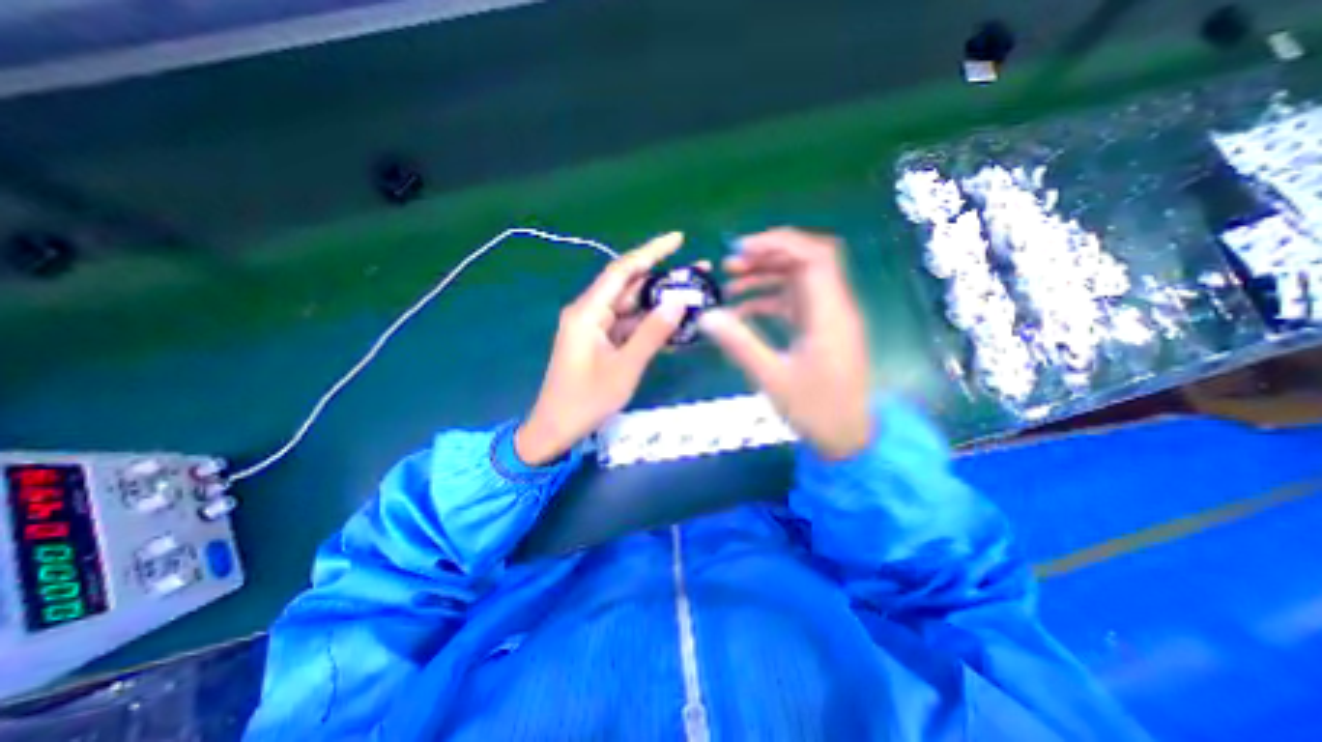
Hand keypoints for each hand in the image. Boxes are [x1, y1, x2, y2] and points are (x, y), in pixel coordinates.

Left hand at [512, 231, 692, 465]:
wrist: (556, 430)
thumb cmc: (586, 401)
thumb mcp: (625, 368)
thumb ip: (652, 333)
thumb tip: (679, 300)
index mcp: (587, 312)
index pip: (622, 270)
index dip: (651, 252)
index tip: (678, 239)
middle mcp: (589, 313)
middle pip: (630, 287)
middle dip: (663, 278)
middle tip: (698, 272)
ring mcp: (594, 328)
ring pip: (631, 307)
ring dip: (659, 303)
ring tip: (694, 296)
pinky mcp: (599, 343)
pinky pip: (628, 326)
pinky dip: (649, 325)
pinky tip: (674, 325)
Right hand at [695, 227, 874, 457]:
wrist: (847, 437)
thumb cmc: (815, 410)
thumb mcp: (772, 378)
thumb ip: (740, 344)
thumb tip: (706, 316)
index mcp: (829, 314)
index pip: (815, 256)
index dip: (779, 243)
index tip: (741, 249)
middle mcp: (833, 308)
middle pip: (806, 262)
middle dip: (766, 257)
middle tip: (729, 267)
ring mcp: (827, 319)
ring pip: (798, 282)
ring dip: (765, 278)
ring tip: (730, 286)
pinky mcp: (820, 330)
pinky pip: (794, 304)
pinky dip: (769, 301)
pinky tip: (743, 312)